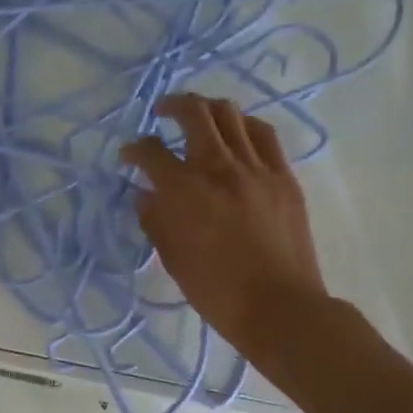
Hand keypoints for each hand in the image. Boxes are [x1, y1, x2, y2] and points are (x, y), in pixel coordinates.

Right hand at [121, 93, 327, 362]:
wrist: (279, 307)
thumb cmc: (216, 291)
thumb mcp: (172, 257)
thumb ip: (154, 219)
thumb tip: (145, 194)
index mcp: (184, 190)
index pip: (150, 152)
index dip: (134, 149)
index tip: (129, 156)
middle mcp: (218, 167)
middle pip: (194, 113)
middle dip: (172, 105)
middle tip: (161, 112)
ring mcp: (255, 168)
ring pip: (230, 115)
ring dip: (208, 109)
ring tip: (199, 116)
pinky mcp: (283, 176)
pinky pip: (263, 134)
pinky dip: (243, 125)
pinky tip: (236, 132)